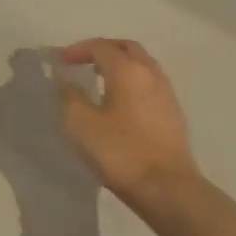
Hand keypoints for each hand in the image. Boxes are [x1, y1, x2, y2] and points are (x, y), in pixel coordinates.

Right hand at [56, 39, 198, 202]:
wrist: (168, 189)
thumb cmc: (121, 152)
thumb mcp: (81, 125)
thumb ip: (69, 97)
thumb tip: (66, 82)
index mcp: (127, 70)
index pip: (101, 46)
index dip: (78, 50)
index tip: (62, 61)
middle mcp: (150, 74)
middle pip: (127, 48)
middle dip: (104, 50)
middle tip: (84, 62)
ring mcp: (166, 93)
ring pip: (142, 65)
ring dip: (121, 65)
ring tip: (101, 80)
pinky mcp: (174, 113)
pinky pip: (150, 84)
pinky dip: (133, 81)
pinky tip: (122, 103)